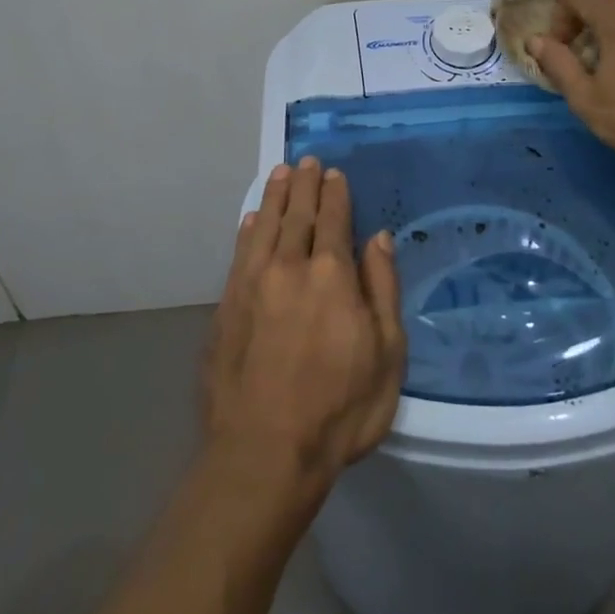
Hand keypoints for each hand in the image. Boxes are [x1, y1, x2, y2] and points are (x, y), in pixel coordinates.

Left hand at [202, 158, 406, 490]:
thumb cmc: (340, 408)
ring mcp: (253, 285)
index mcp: (332, 275)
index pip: (334, 220)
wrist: (264, 452)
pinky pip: (239, 254)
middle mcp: (289, 267)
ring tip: (279, 173)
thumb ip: (382, 288)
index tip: (334, 173)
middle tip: (306, 161)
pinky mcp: (227, 307)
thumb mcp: (387, 353)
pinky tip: (251, 220)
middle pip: (297, 214)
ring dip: (273, 197)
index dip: (335, 194)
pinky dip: (247, 231)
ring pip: (264, 226)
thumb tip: (378, 238)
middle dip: (303, 185)